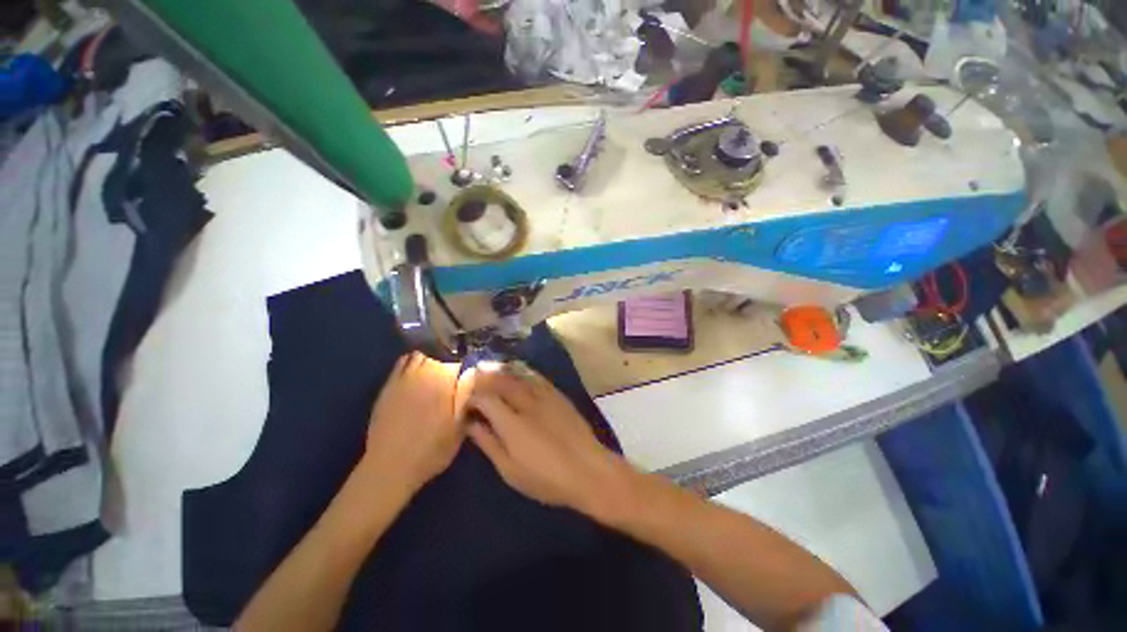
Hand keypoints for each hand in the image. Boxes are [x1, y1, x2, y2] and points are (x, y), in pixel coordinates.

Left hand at [361, 352, 474, 492]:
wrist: (390, 466)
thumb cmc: (431, 451)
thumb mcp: (460, 430)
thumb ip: (468, 401)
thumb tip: (476, 382)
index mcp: (446, 383)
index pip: (465, 366)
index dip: (471, 374)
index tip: (473, 384)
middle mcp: (426, 374)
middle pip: (445, 360)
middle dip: (452, 369)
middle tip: (456, 383)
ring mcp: (405, 378)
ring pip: (425, 358)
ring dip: (433, 364)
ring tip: (437, 377)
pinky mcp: (389, 385)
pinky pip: (403, 363)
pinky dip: (413, 363)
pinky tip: (417, 375)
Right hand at [466, 368, 634, 519]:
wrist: (588, 470)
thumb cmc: (546, 478)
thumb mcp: (510, 470)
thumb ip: (489, 444)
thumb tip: (472, 425)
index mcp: (511, 423)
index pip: (485, 399)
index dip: (472, 398)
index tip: (466, 404)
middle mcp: (526, 403)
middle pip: (500, 381)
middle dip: (484, 378)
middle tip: (474, 379)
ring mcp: (544, 396)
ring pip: (518, 376)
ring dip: (501, 371)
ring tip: (490, 370)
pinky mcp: (558, 395)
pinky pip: (537, 377)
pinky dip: (523, 372)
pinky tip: (517, 371)